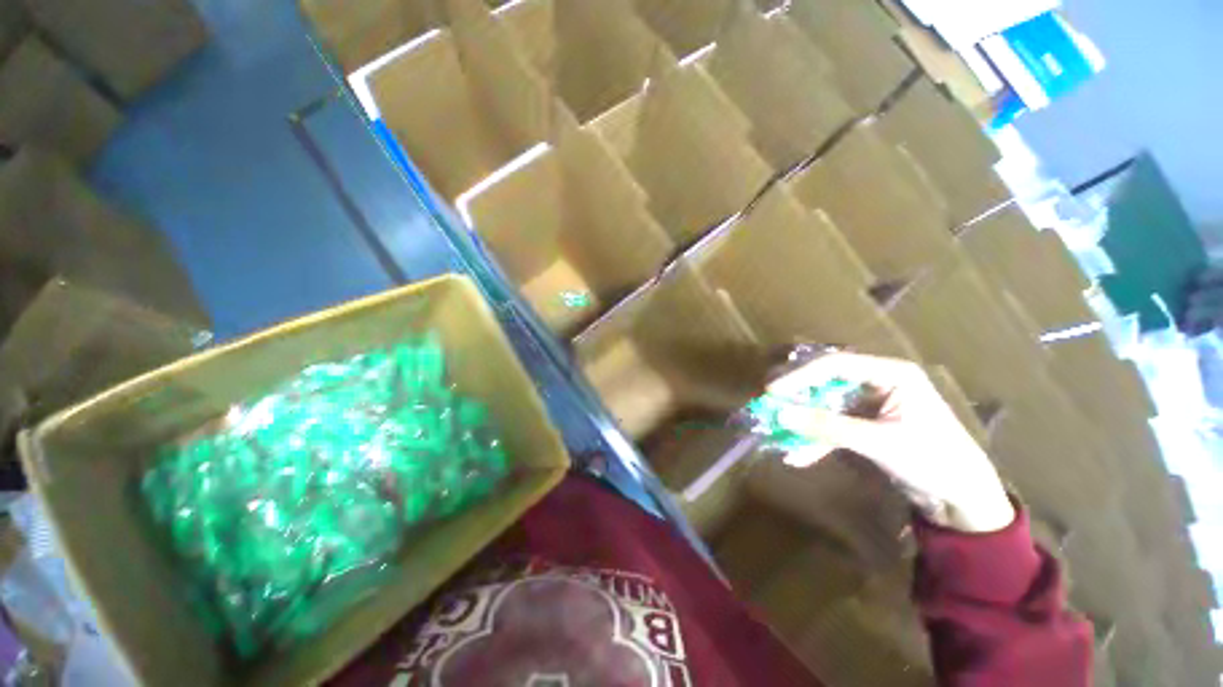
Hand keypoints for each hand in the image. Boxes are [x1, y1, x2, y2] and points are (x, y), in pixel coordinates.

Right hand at [769, 352, 1014, 532]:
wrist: (964, 500)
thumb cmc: (933, 460)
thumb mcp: (878, 442)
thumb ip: (827, 426)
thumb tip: (781, 413)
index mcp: (891, 375)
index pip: (835, 365)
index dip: (800, 376)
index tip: (773, 391)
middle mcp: (879, 383)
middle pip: (827, 381)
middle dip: (798, 396)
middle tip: (769, 403)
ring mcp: (871, 405)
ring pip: (827, 405)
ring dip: (805, 421)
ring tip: (778, 432)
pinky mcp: (867, 426)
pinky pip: (834, 426)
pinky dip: (817, 440)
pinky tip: (799, 455)